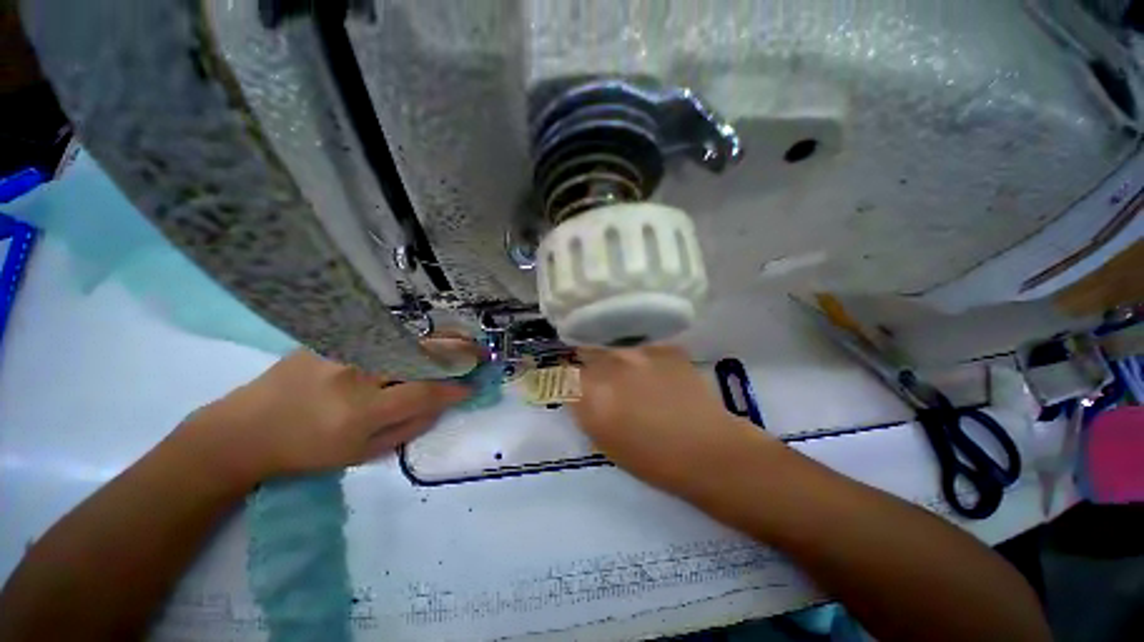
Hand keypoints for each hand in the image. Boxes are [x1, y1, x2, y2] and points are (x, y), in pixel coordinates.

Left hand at [175, 350, 470, 487]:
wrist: (243, 430)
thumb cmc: (304, 452)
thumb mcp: (359, 455)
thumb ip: (407, 429)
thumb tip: (441, 405)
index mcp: (361, 410)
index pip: (424, 391)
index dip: (454, 388)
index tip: (473, 387)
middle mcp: (356, 373)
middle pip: (421, 355)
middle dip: (459, 352)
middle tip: (482, 353)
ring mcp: (343, 350)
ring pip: (408, 339)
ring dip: (443, 339)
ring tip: (466, 341)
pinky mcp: (332, 339)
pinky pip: (384, 335)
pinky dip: (415, 336)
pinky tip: (429, 339)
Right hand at [571, 346, 768, 492]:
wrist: (708, 451)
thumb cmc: (651, 459)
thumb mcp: (604, 439)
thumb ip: (584, 409)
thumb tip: (578, 392)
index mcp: (590, 392)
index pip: (563, 373)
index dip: (566, 379)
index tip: (573, 385)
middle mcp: (610, 364)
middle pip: (587, 354)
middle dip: (590, 367)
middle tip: (603, 383)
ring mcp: (639, 352)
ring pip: (615, 350)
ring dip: (617, 363)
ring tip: (634, 381)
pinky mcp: (664, 348)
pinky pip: (644, 351)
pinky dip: (645, 363)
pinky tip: (659, 379)